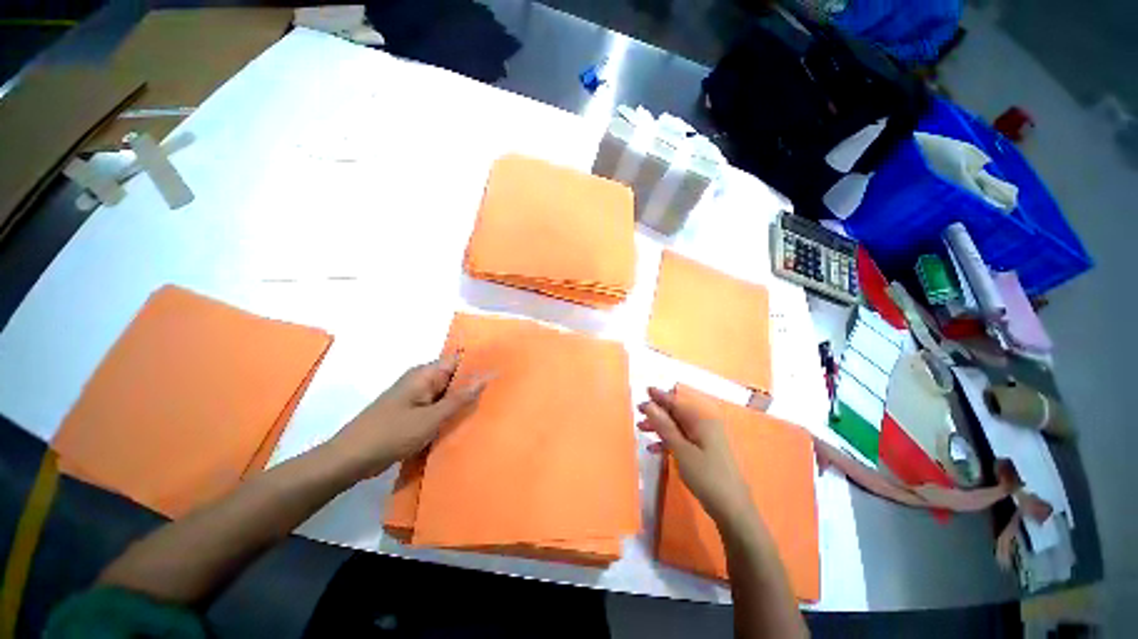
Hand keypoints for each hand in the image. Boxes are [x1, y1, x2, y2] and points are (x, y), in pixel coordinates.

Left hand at [328, 354, 486, 478]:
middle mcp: (421, 380)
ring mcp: (416, 396)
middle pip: (454, 375)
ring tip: (489, 405)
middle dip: (474, 383)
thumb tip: (486, 377)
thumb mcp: (431, 418)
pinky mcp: (412, 411)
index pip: (459, 359)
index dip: (479, 363)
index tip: (501, 370)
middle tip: (500, 391)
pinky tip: (465, 420)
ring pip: (447, 392)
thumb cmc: (391, 434)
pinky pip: (438, 406)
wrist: (349, 459)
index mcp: (425, 374)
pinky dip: (450, 411)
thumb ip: (460, 398)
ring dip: (463, 399)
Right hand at [637, 387, 754, 525]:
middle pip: (677, 412)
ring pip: (678, 426)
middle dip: (657, 412)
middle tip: (638, 412)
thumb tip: (649, 404)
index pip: (676, 402)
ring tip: (641, 429)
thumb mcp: (681, 450)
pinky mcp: (705, 452)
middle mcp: (705, 425)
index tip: (645, 390)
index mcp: (701, 420)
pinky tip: (654, 449)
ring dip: (660, 427)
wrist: (733, 509)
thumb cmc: (706, 476)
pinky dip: (669, 441)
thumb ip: (664, 426)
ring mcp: (706, 439)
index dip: (660, 397)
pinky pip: (683, 439)